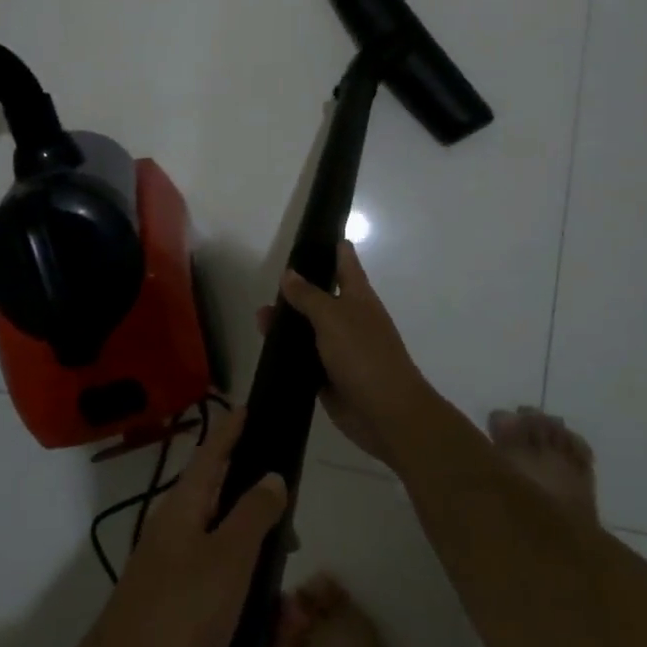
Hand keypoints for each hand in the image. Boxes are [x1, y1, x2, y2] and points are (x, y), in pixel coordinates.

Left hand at [78, 406, 286, 646]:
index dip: (231, 429)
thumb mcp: (227, 560)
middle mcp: (177, 534)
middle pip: (227, 505)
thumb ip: (253, 514)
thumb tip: (272, 474)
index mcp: (184, 508)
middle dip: (265, 519)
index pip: (212, 452)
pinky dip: (250, 615)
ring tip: (290, 619)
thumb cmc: (177, 618)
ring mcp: (175, 577)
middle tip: (296, 537)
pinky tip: (269, 644)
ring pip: (232, 560)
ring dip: (264, 581)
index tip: (249, 406)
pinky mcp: (178, 618)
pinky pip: (224, 601)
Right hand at [271, 242, 432, 466]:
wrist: (387, 415)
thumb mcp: (333, 318)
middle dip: (298, 288)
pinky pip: (304, 360)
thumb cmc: (365, 355)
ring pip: (309, 329)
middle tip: (269, 280)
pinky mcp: (329, 377)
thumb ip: (309, 296)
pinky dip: (288, 354)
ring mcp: (340, 349)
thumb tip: (289, 274)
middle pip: (321, 296)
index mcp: (359, 297)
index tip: (312, 232)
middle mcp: (350, 319)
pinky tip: (267, 349)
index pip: (345, 262)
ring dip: (287, 323)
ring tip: (259, 318)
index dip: (332, 245)